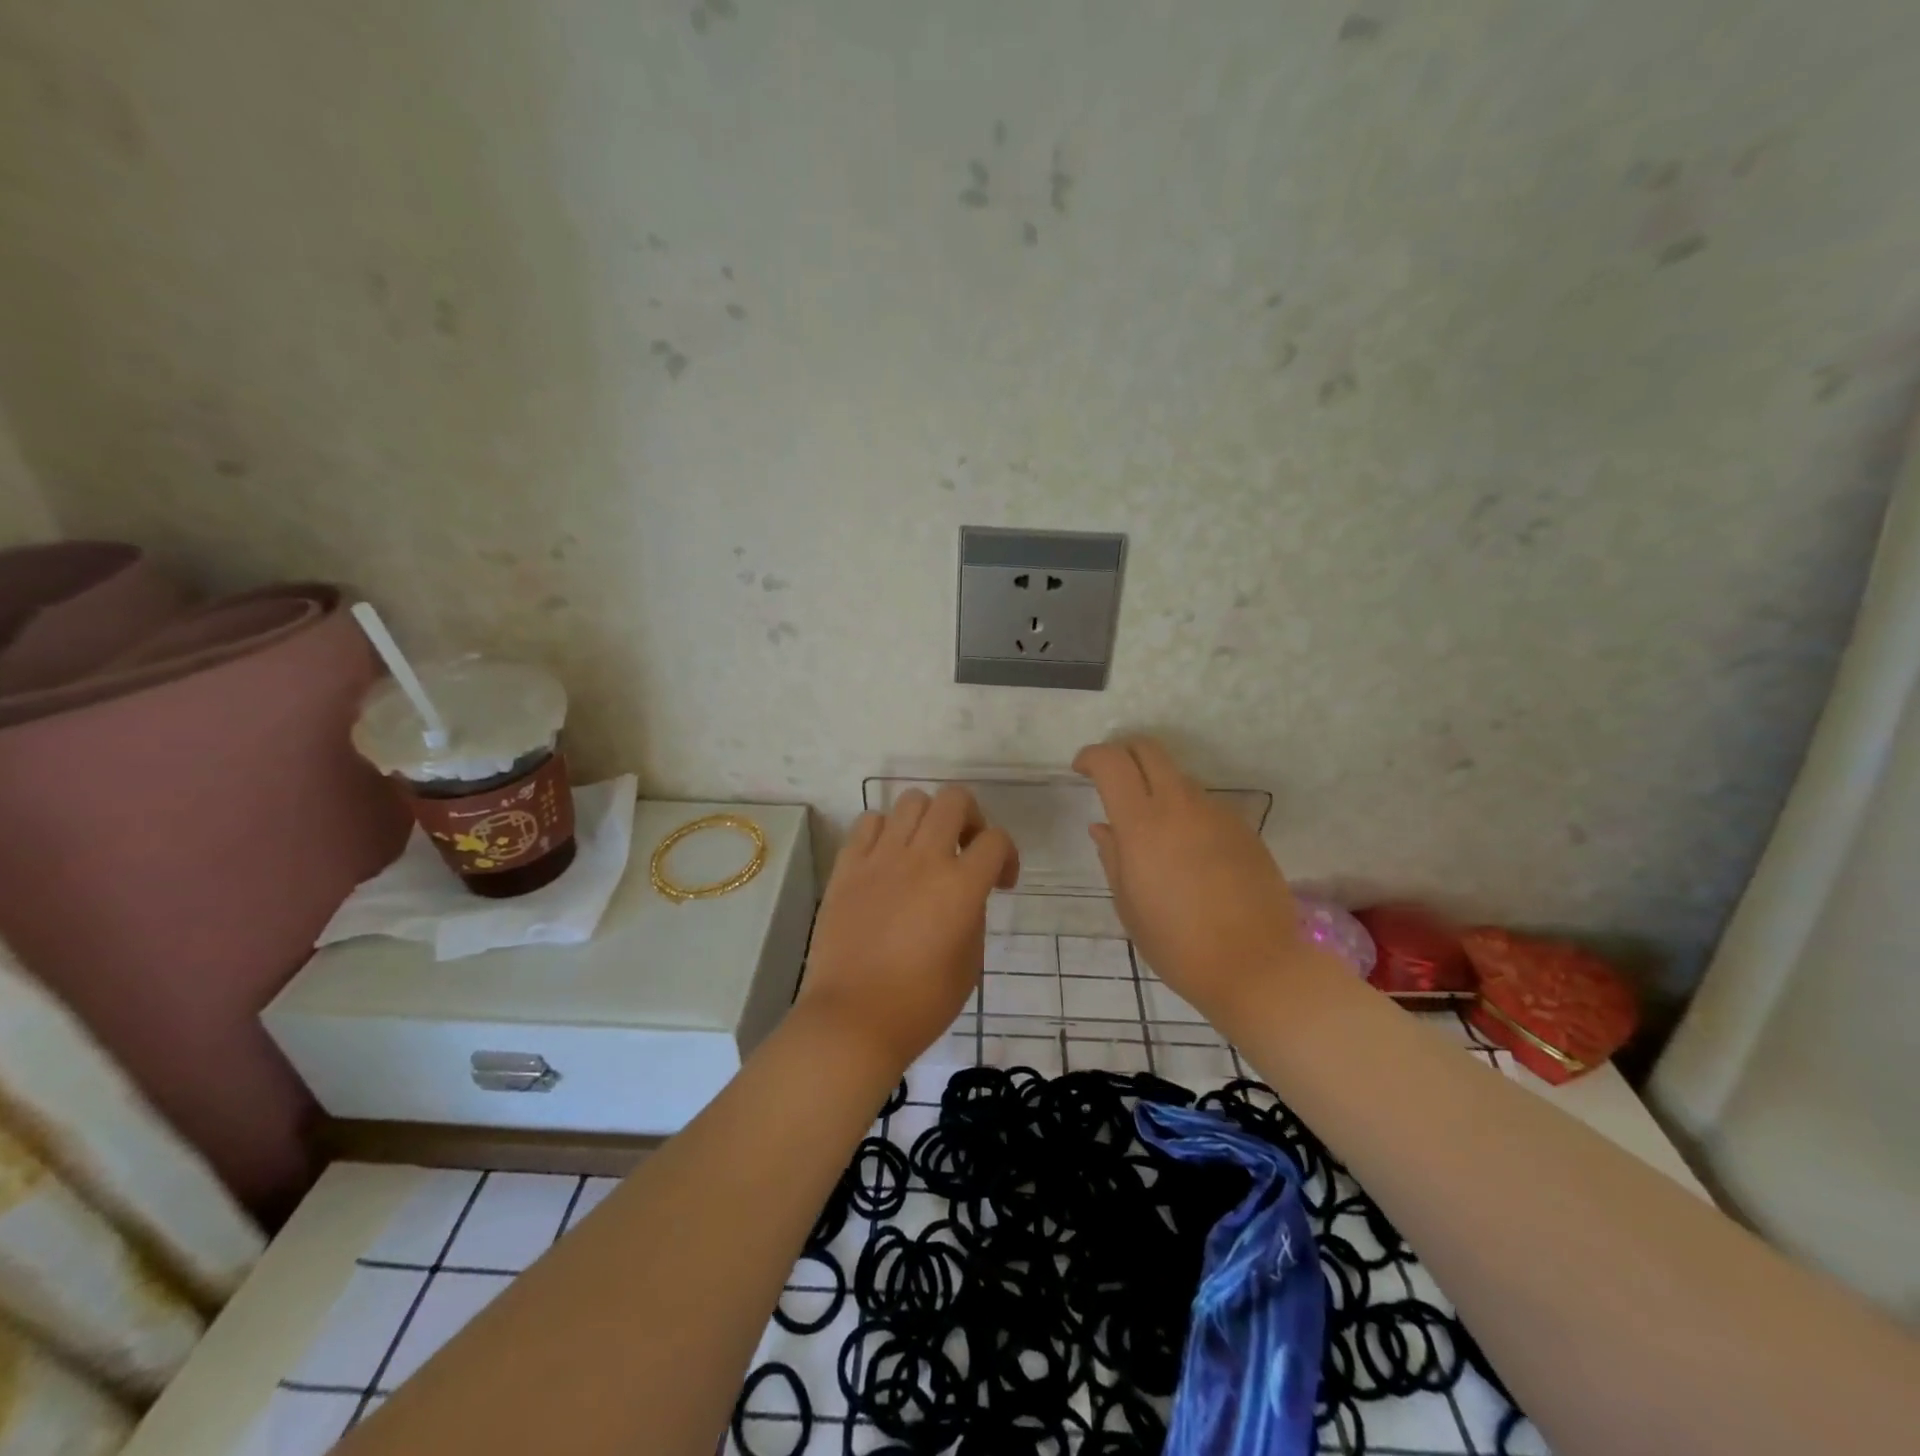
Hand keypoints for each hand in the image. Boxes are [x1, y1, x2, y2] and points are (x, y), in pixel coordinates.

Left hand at [796, 787, 1018, 1074]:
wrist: (853, 1021)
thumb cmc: (921, 1004)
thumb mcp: (970, 964)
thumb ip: (974, 915)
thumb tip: (966, 893)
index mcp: (960, 887)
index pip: (995, 840)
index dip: (1007, 855)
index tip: (1001, 882)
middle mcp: (923, 859)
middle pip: (954, 799)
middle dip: (971, 817)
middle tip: (965, 848)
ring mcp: (881, 858)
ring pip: (911, 800)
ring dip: (928, 819)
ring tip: (924, 849)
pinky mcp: (847, 866)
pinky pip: (869, 822)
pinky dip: (885, 830)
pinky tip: (887, 858)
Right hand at [1074, 737, 1313, 1019]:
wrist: (1258, 966)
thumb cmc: (1178, 945)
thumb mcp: (1129, 906)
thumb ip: (1113, 857)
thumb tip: (1103, 828)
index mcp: (1142, 825)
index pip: (1112, 763)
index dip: (1091, 756)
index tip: (1081, 769)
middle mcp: (1180, 806)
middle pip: (1149, 750)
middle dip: (1124, 753)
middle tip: (1111, 778)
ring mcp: (1217, 814)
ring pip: (1179, 777)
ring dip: (1157, 786)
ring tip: (1151, 827)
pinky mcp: (1243, 828)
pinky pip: (1205, 805)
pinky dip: (1186, 812)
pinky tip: (1187, 852)